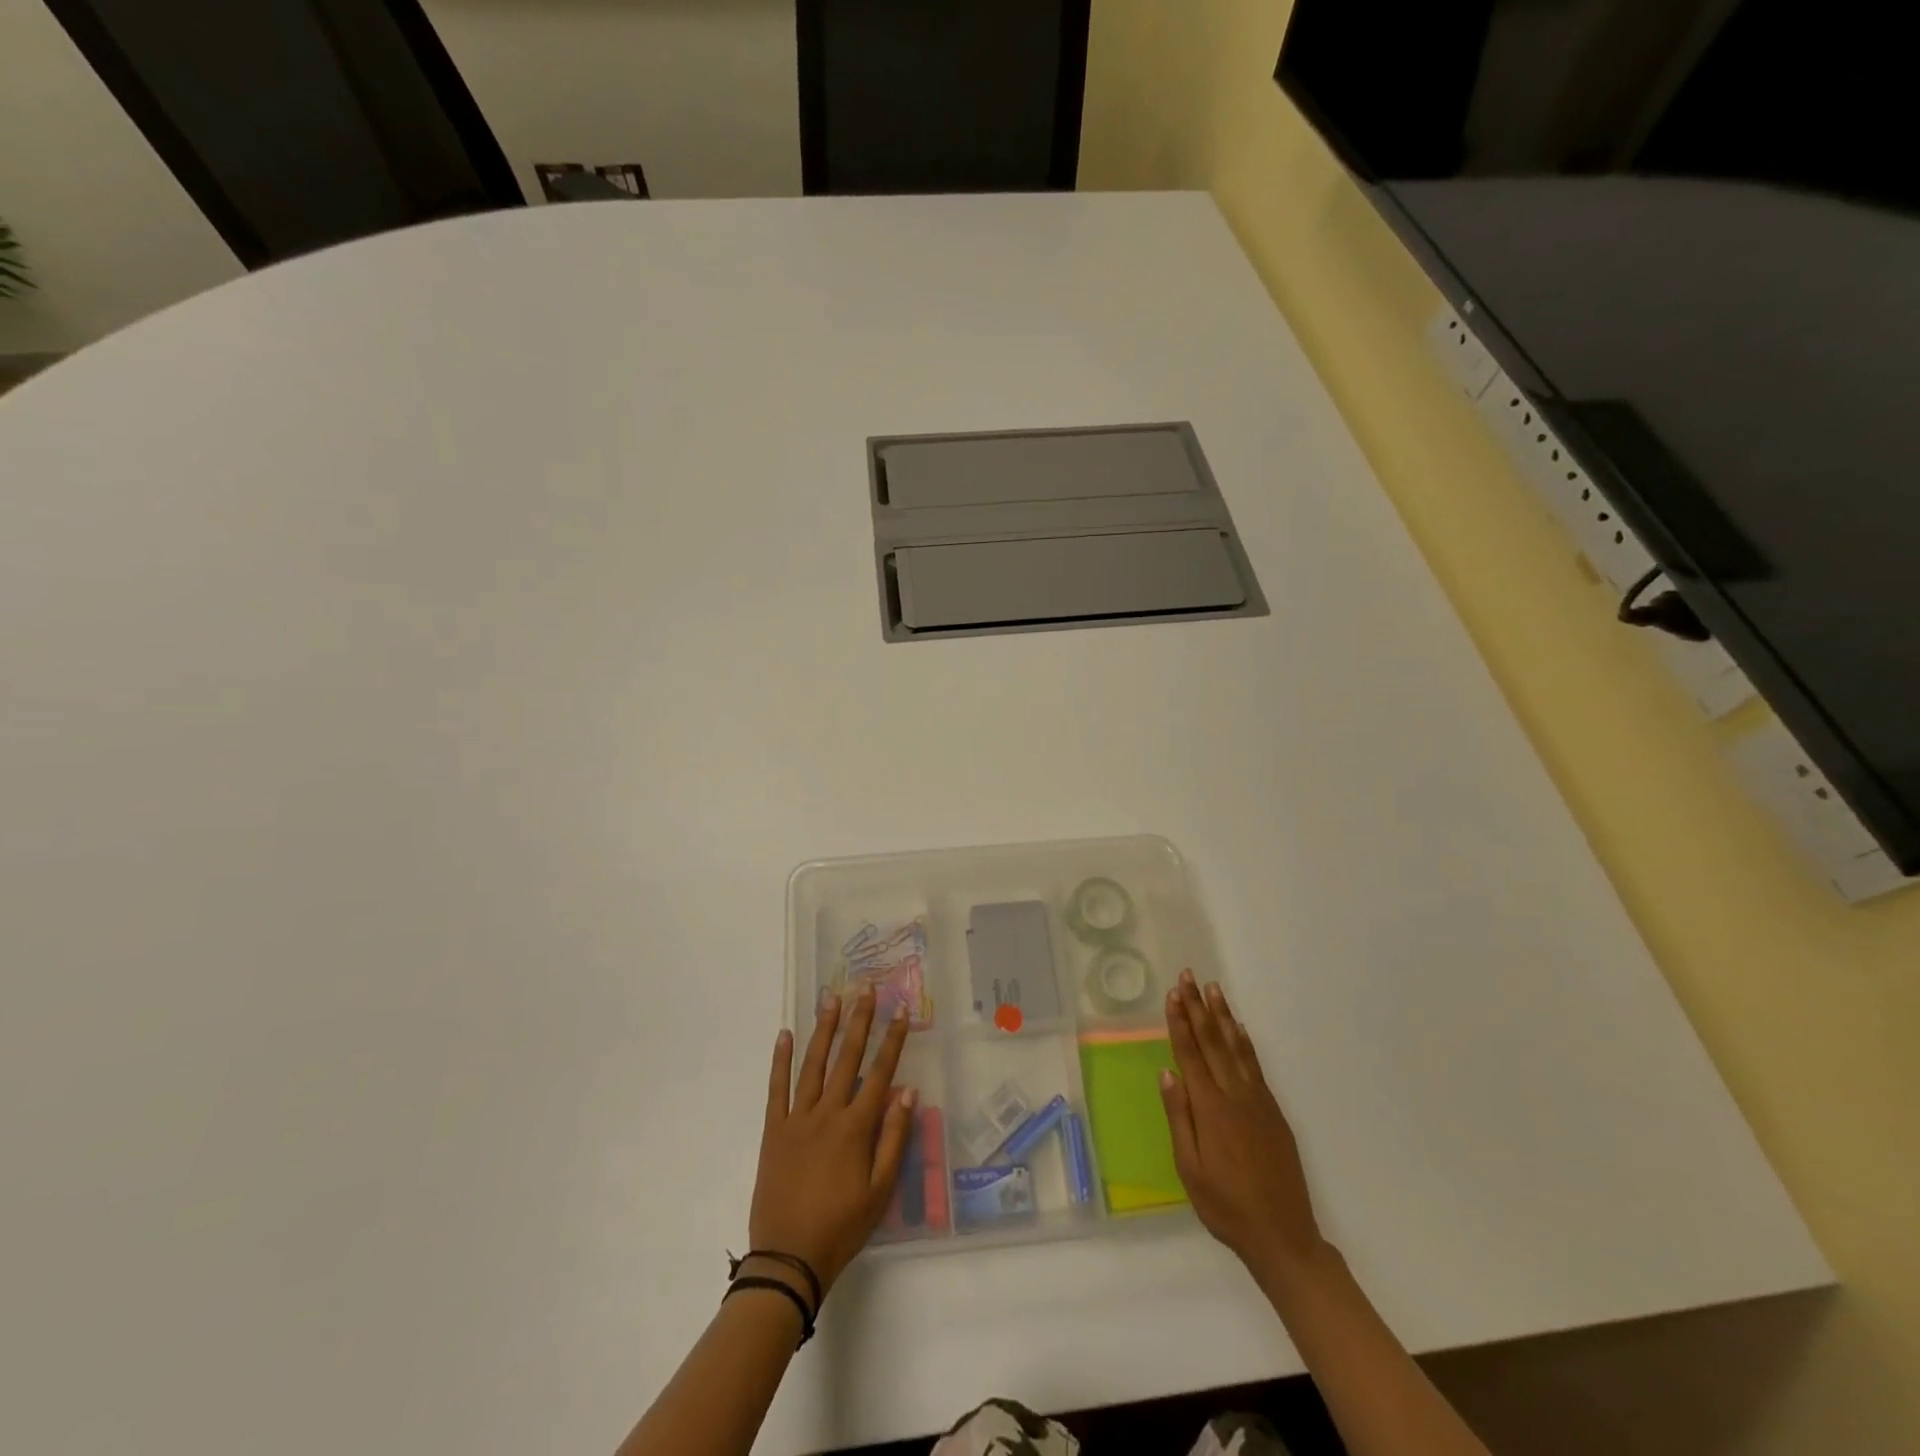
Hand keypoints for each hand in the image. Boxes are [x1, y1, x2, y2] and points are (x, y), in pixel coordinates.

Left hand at [749, 987, 914, 1299]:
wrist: (788, 1259)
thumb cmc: (842, 1227)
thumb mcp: (880, 1190)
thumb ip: (894, 1138)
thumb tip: (908, 1091)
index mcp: (855, 1128)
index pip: (879, 1073)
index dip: (892, 1041)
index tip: (900, 1012)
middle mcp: (827, 1114)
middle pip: (846, 1059)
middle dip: (859, 1021)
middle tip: (866, 988)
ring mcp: (797, 1119)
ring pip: (813, 1064)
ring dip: (824, 1029)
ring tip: (832, 999)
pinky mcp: (774, 1131)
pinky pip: (777, 1088)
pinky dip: (780, 1060)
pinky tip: (785, 1034)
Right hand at [1160, 969, 1326, 1281]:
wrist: (1283, 1236)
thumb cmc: (1226, 1206)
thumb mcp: (1189, 1169)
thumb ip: (1179, 1118)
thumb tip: (1167, 1072)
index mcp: (1211, 1109)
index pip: (1191, 1054)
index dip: (1180, 1022)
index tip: (1173, 993)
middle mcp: (1235, 1096)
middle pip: (1213, 1042)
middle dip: (1198, 1007)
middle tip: (1188, 976)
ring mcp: (1258, 1101)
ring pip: (1237, 1047)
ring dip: (1223, 1015)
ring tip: (1213, 989)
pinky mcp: (1273, 1111)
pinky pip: (1255, 1065)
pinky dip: (1245, 1042)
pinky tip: (1238, 1028)